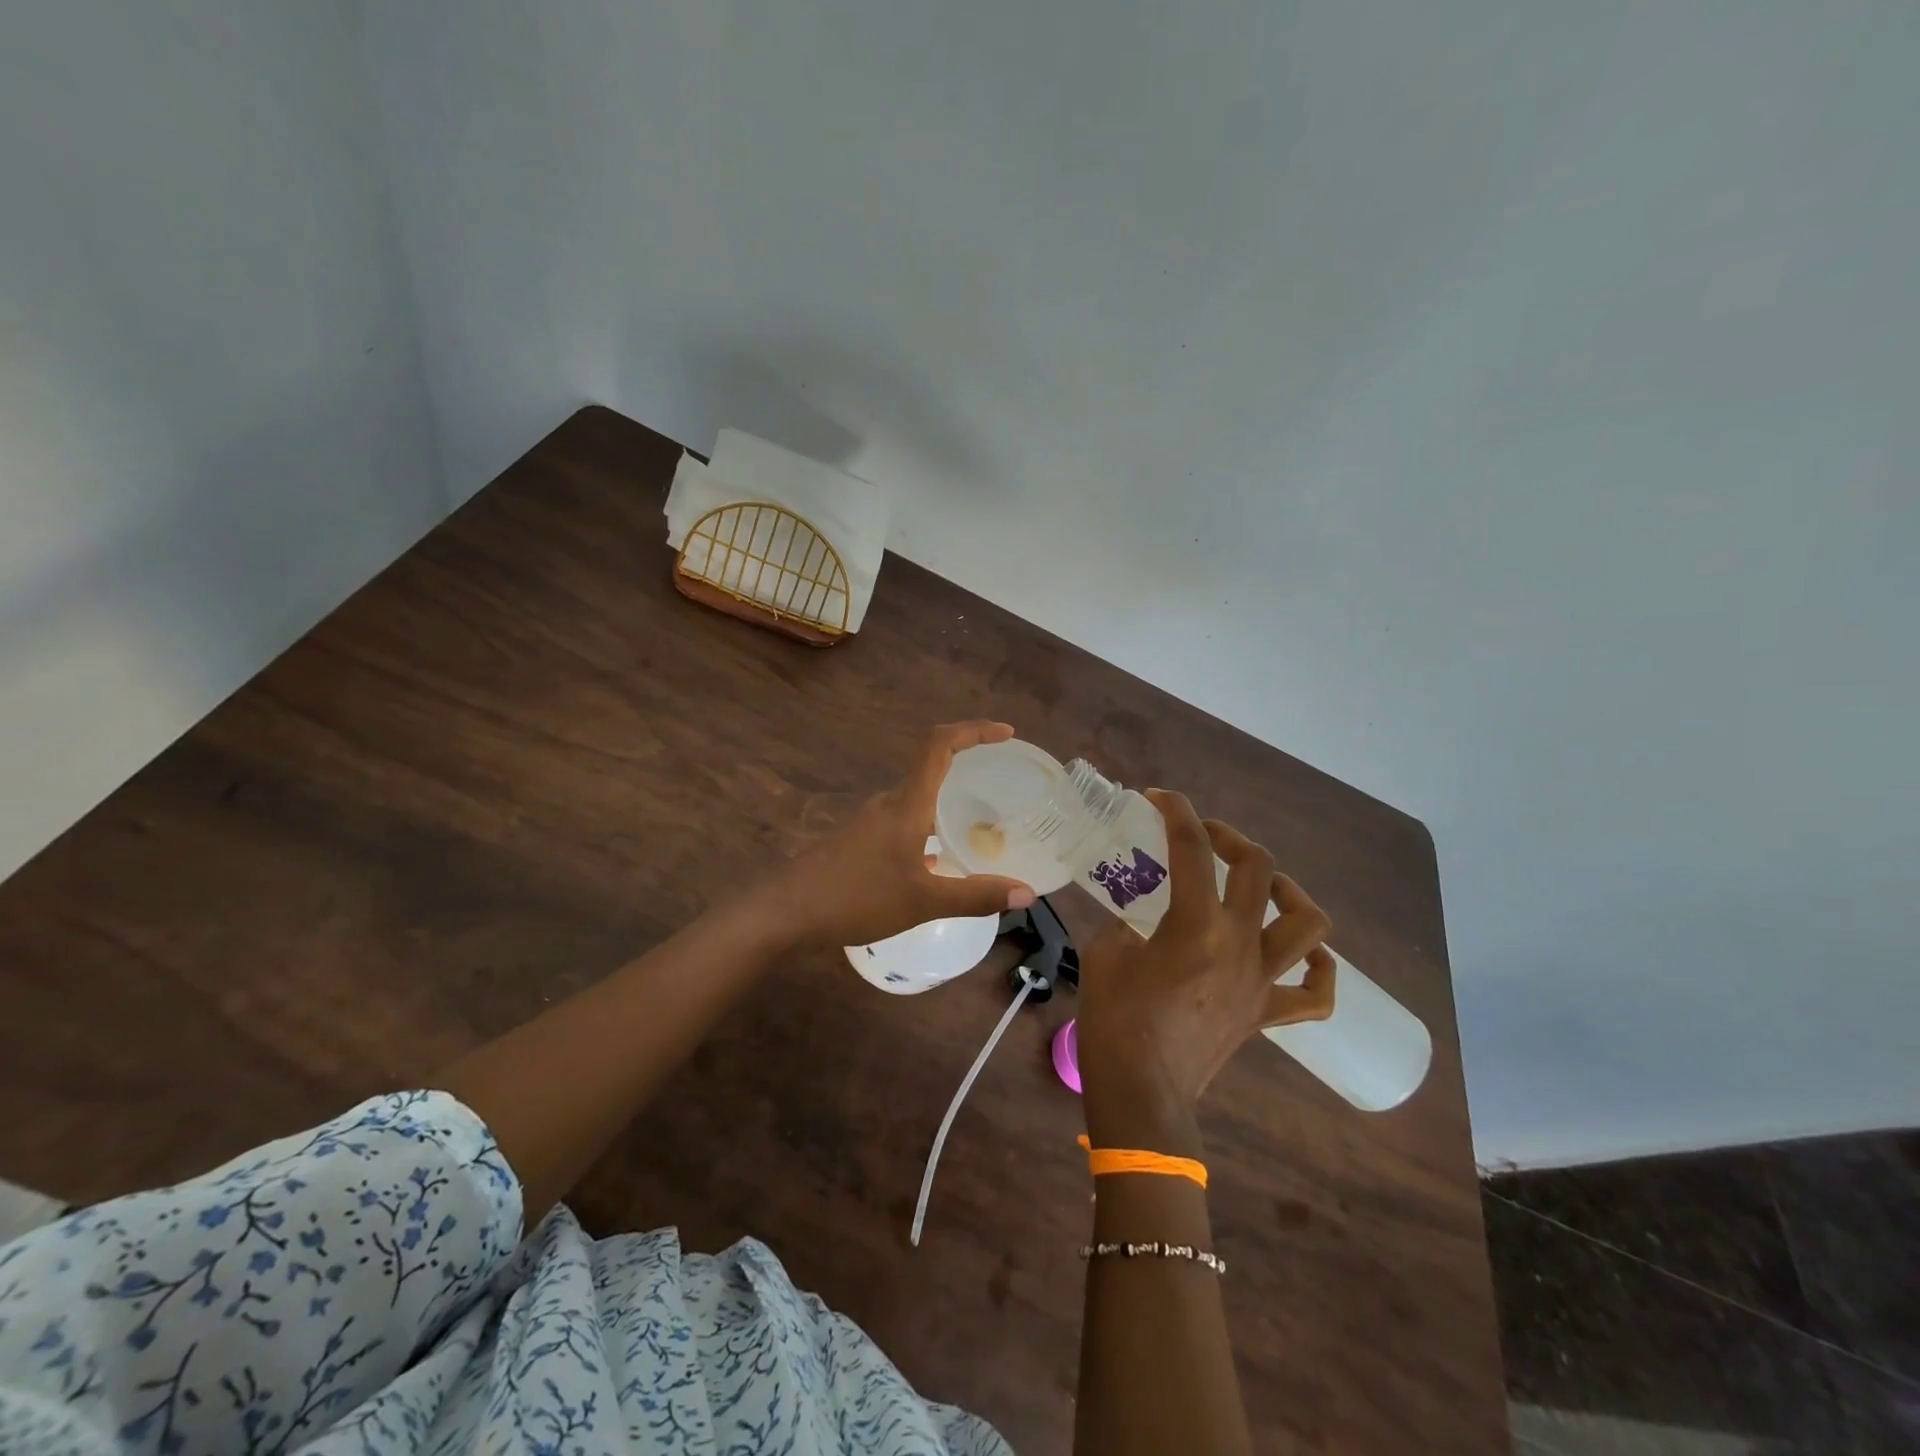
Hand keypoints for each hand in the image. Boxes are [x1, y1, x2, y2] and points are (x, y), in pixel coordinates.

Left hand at [765, 721, 1036, 947]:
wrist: (786, 911)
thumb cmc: (856, 896)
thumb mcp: (923, 901)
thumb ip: (975, 896)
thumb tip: (1027, 893)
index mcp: (906, 803)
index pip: (939, 744)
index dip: (973, 730)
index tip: (1006, 733)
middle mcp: (889, 802)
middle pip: (931, 766)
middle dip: (968, 766)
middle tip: (1003, 783)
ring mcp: (871, 821)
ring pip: (917, 798)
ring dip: (947, 800)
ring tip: (978, 824)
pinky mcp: (860, 840)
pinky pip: (904, 820)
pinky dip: (929, 826)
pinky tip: (938, 860)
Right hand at [1076, 789, 1333, 1152]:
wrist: (1141, 1095)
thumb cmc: (1115, 1022)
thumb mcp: (1105, 955)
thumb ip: (1125, 925)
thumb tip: (1137, 918)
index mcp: (1196, 924)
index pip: (1192, 848)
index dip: (1177, 811)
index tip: (1158, 798)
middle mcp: (1240, 943)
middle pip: (1258, 869)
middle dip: (1230, 838)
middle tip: (1203, 837)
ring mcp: (1261, 980)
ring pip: (1306, 924)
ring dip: (1288, 891)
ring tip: (1262, 884)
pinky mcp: (1266, 1014)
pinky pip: (1314, 995)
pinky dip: (1319, 969)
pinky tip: (1306, 954)